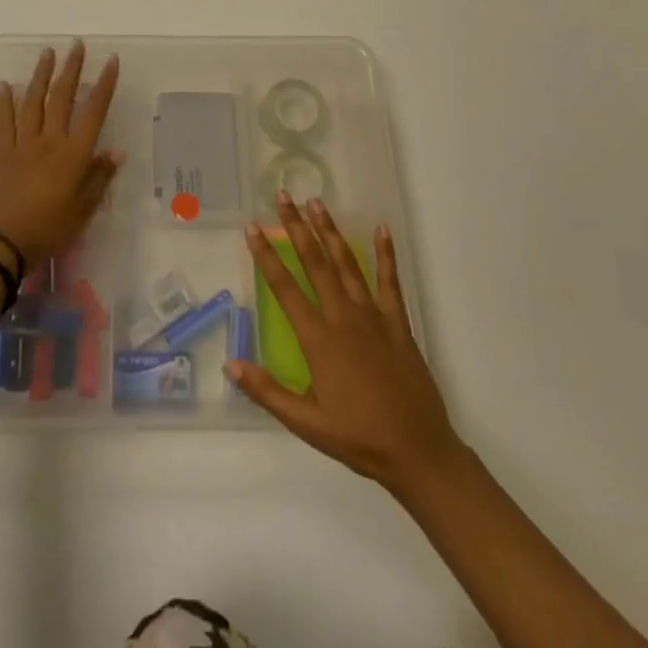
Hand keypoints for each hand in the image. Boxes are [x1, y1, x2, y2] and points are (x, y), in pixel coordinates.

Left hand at [0, 42, 122, 267]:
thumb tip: (116, 151)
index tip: (111, 61)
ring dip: (41, 75)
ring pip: (34, 102)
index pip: (93, 111)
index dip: (104, 85)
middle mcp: (50, 141)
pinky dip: (4, 102)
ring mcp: (24, 144)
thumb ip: (99, 178)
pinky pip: (5, 122)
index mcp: (73, 154)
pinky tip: (4, 85)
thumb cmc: (49, 229)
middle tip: (76, 45)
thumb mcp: (83, 210)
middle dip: (71, 69)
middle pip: (62, 97)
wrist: (2, 243)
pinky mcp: (3, 154)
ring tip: (47, 53)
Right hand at [228, 192, 463, 497]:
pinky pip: (389, 281)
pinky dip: (386, 254)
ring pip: (346, 263)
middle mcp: (343, 317)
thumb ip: (266, 391)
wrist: (417, 451)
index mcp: (318, 339)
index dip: (266, 256)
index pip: (285, 288)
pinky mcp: (397, 322)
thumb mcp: (306, 422)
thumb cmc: (358, 437)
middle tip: (284, 196)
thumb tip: (230, 364)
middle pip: (315, 262)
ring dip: (330, 231)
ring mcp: (373, 316)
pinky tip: (382, 229)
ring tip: (317, 203)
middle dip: (296, 227)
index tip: (253, 228)